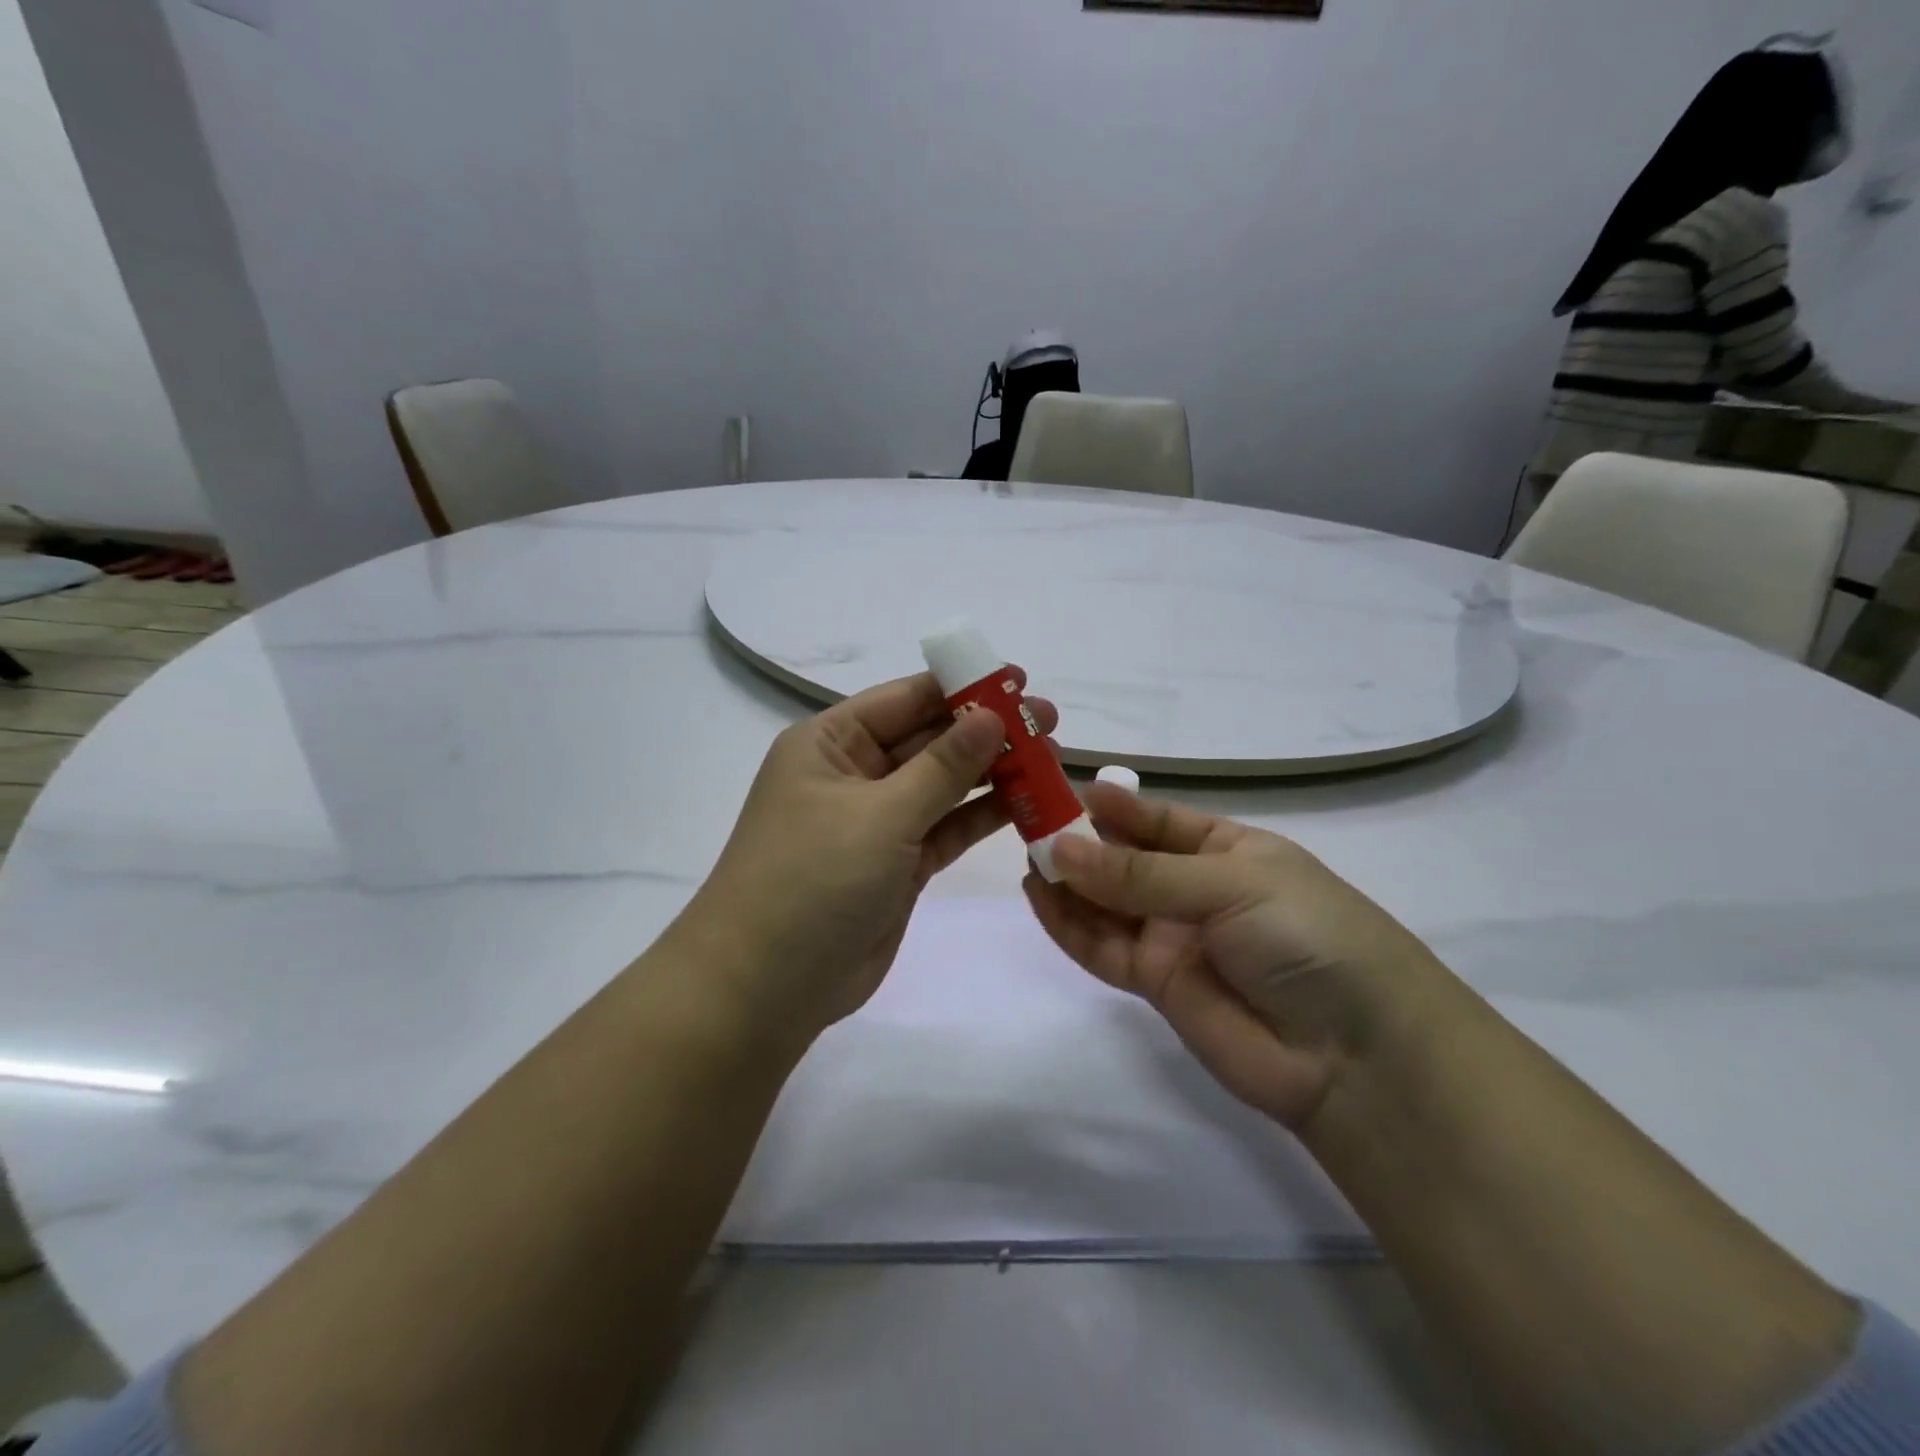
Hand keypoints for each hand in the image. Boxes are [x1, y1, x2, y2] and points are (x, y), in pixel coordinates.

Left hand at [676, 671, 1057, 1041]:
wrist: (767, 986)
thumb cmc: (813, 879)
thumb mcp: (880, 813)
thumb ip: (942, 766)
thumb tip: (992, 717)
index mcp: (830, 743)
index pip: (904, 699)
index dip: (962, 687)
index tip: (1019, 681)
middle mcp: (853, 774)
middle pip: (929, 740)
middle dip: (986, 731)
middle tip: (1048, 723)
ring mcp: (877, 822)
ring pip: (943, 785)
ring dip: (992, 773)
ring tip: (1051, 759)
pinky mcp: (898, 865)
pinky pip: (947, 828)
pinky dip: (983, 817)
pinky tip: (1028, 803)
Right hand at [1024, 784, 1444, 1130]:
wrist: (1356, 1057)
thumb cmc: (1307, 937)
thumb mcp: (1230, 885)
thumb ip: (1140, 874)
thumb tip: (1059, 849)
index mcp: (1229, 850)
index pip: (1159, 819)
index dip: (1114, 806)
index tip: (1063, 789)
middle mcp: (1196, 890)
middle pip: (1125, 859)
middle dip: (1080, 840)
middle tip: (1027, 820)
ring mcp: (1174, 937)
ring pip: (1107, 902)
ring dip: (1067, 880)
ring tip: (1024, 856)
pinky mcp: (1155, 983)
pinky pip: (1102, 947)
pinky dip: (1068, 924)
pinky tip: (1037, 897)